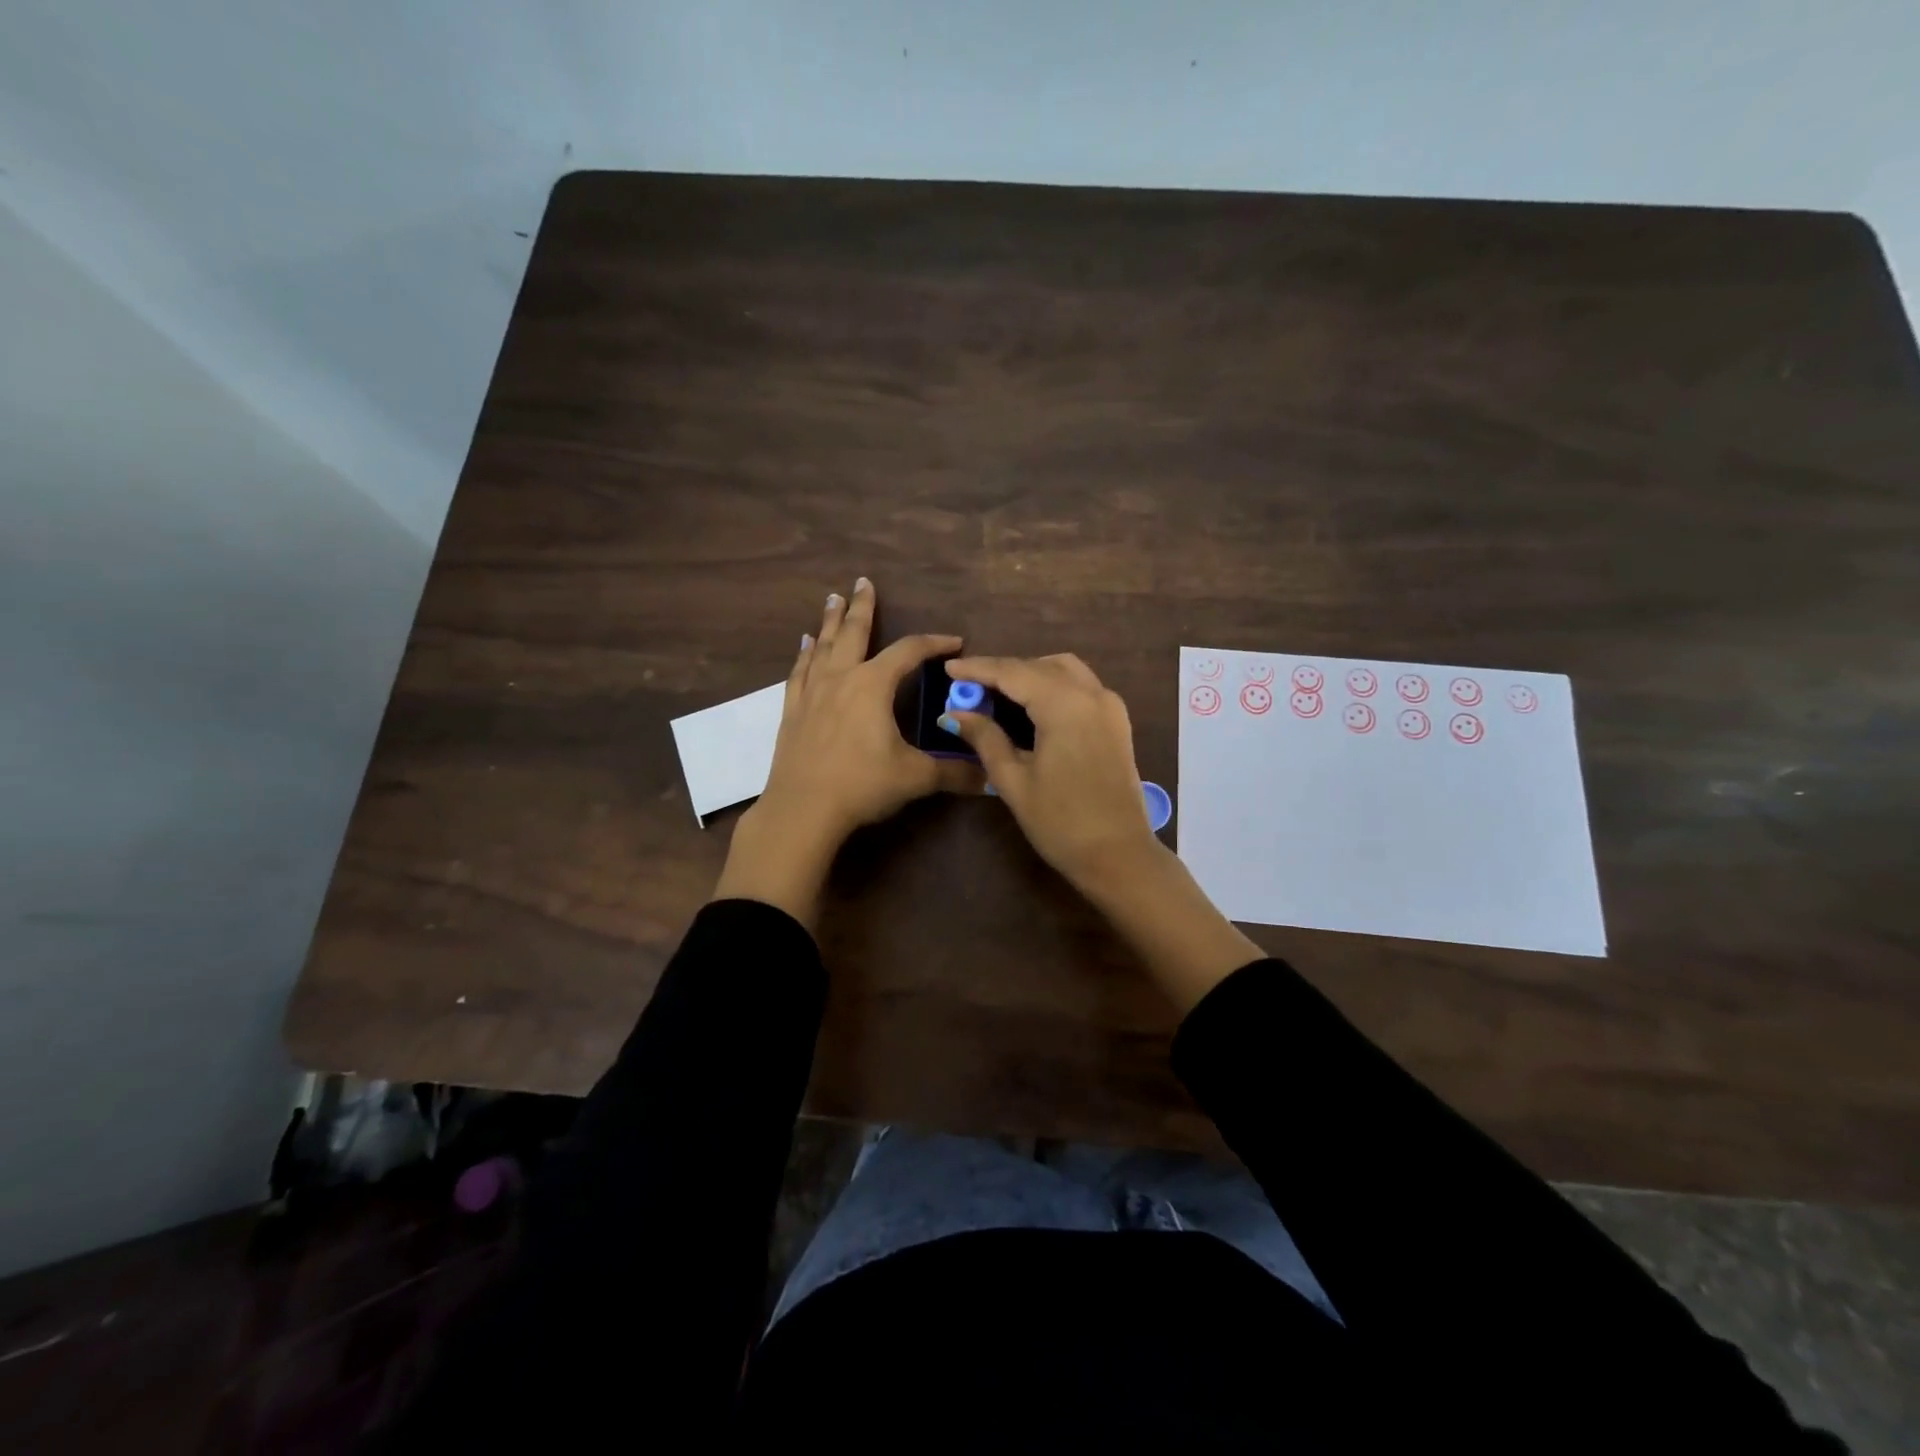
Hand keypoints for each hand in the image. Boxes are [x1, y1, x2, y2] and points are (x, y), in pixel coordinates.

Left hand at [713, 578, 981, 926]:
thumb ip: (953, 772)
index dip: (934, 643)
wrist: (802, 810)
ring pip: (823, 646)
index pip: (909, 652)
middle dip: (862, 607)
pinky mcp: (792, 711)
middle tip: (863, 582)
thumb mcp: (915, 777)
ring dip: (830, 622)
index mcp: (873, 685)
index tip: (954, 641)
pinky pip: (799, 672)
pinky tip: (805, 644)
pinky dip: (804, 654)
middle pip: (854, 633)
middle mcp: (841, 679)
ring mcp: (812, 693)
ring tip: (833, 600)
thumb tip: (990, 776)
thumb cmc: (861, 786)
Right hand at [941, 652, 1261, 1010]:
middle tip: (969, 685)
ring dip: (1030, 673)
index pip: (1013, 673)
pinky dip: (1053, 685)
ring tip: (998, 692)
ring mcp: (1110, 706)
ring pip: (1064, 671)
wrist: (1118, 855)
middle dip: (1003, 671)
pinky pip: (1081, 686)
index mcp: (1064, 705)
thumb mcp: (1014, 780)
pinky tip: (1032, 705)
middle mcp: (1091, 694)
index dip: (979, 668)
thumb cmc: (1060, 822)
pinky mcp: (1117, 722)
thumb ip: (985, 738)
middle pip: (1039, 667)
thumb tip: (956, 713)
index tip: (949, 669)